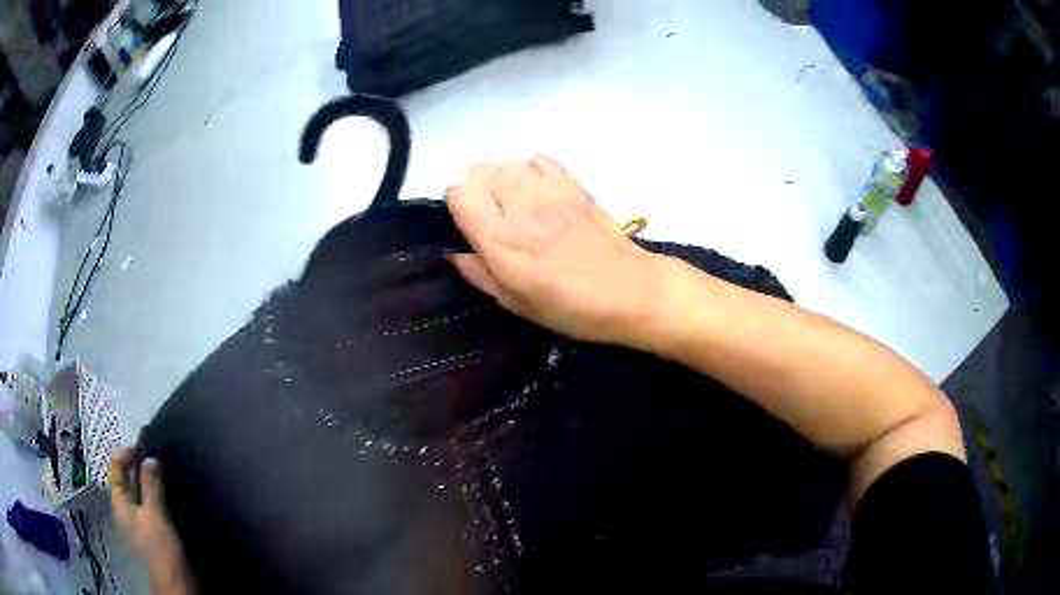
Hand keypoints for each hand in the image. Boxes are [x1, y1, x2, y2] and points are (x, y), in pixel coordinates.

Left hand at [110, 448, 195, 594]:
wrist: (174, 588)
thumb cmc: (159, 551)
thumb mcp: (155, 517)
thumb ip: (151, 487)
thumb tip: (149, 457)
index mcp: (119, 503)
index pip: (117, 468)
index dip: (127, 452)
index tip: (145, 442)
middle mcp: (126, 509)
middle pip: (128, 479)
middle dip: (140, 465)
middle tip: (158, 453)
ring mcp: (139, 523)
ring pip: (140, 493)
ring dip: (150, 480)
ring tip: (165, 469)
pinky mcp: (153, 533)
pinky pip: (151, 507)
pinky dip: (157, 496)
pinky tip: (169, 493)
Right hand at [446, 157, 664, 345]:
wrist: (629, 290)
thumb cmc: (569, 307)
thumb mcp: (514, 303)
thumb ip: (478, 273)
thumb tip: (454, 252)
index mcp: (500, 239)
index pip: (458, 191)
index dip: (458, 207)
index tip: (470, 226)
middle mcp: (520, 205)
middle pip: (478, 169)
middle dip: (478, 191)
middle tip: (495, 218)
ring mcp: (549, 189)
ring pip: (506, 161)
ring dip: (503, 179)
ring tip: (518, 205)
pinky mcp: (572, 182)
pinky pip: (537, 160)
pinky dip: (531, 172)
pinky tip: (541, 196)